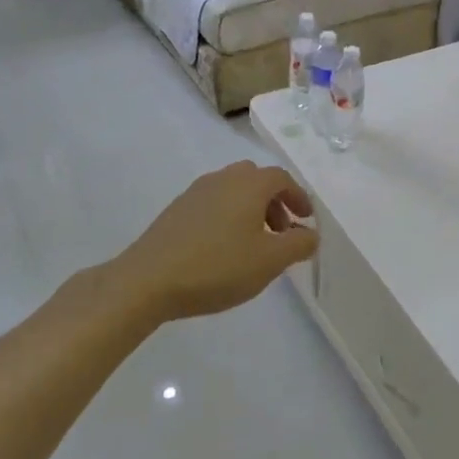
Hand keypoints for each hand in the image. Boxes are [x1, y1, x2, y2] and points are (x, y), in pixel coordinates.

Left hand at [113, 161, 317, 321]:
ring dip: (251, 210)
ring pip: (233, 191)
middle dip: (274, 202)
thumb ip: (299, 244)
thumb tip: (311, 233)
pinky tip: (223, 249)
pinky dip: (228, 217)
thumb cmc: (218, 267)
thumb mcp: (270, 260)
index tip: (306, 220)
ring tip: (254, 244)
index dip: (299, 197)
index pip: (282, 178)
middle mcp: (223, 178)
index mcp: (249, 184)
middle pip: (257, 180)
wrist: (148, 280)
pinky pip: (213, 204)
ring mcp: (195, 192)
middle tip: (281, 232)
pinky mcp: (176, 210)